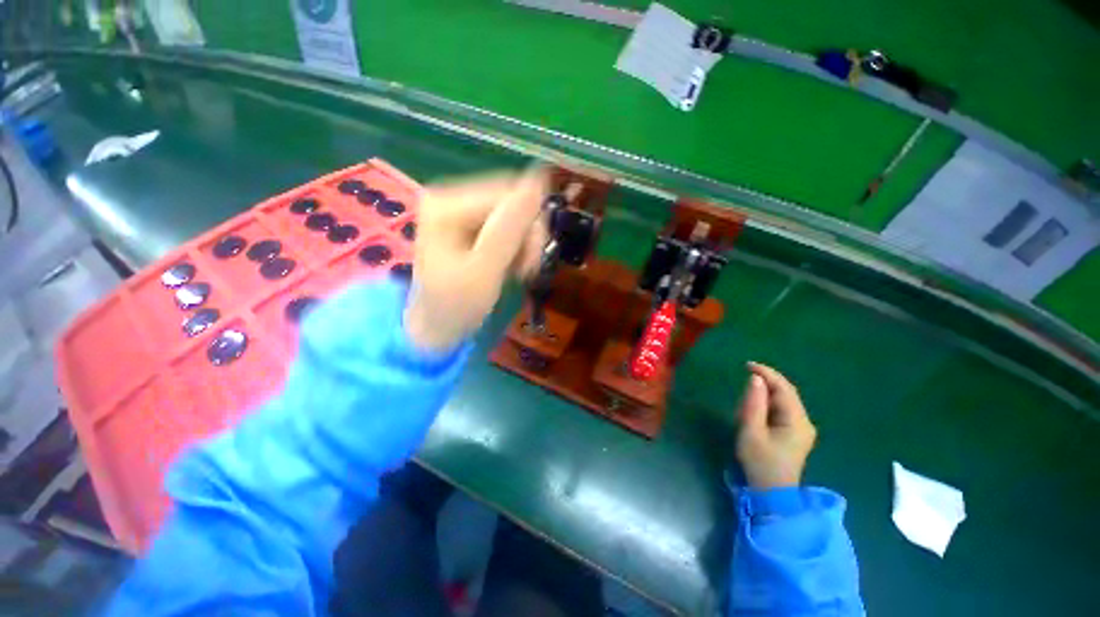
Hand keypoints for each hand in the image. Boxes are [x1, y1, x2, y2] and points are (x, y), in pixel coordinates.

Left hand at [405, 170, 548, 351]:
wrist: (437, 326)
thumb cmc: (457, 305)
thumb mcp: (484, 271)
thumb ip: (508, 229)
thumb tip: (537, 184)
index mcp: (447, 203)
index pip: (509, 194)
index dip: (531, 224)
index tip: (534, 260)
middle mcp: (452, 196)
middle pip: (512, 200)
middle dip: (527, 235)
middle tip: (527, 268)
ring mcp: (461, 208)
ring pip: (514, 213)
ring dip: (524, 243)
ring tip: (518, 270)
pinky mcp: (470, 222)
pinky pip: (508, 224)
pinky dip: (517, 246)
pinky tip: (512, 264)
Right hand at [735, 362, 817, 489]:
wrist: (771, 493)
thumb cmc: (760, 462)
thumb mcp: (751, 431)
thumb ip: (753, 403)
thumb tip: (755, 379)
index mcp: (797, 421)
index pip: (784, 388)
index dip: (767, 373)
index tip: (747, 365)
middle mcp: (804, 422)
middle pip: (787, 393)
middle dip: (766, 382)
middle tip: (743, 377)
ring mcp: (802, 429)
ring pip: (784, 401)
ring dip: (765, 394)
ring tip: (745, 400)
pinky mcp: (795, 434)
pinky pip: (782, 410)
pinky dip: (767, 404)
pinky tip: (754, 409)